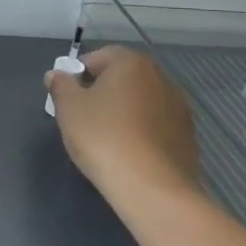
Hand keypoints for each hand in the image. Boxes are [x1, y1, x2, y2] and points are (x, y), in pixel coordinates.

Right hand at [45, 45, 202, 193]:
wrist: (152, 188)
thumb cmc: (103, 137)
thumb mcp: (68, 108)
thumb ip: (60, 85)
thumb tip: (57, 75)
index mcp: (132, 64)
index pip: (97, 57)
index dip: (77, 75)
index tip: (67, 98)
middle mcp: (161, 78)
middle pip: (122, 78)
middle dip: (101, 92)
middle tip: (82, 117)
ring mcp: (179, 108)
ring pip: (140, 102)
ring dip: (123, 112)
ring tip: (105, 139)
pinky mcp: (187, 137)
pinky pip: (155, 125)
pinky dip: (140, 132)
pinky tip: (128, 153)